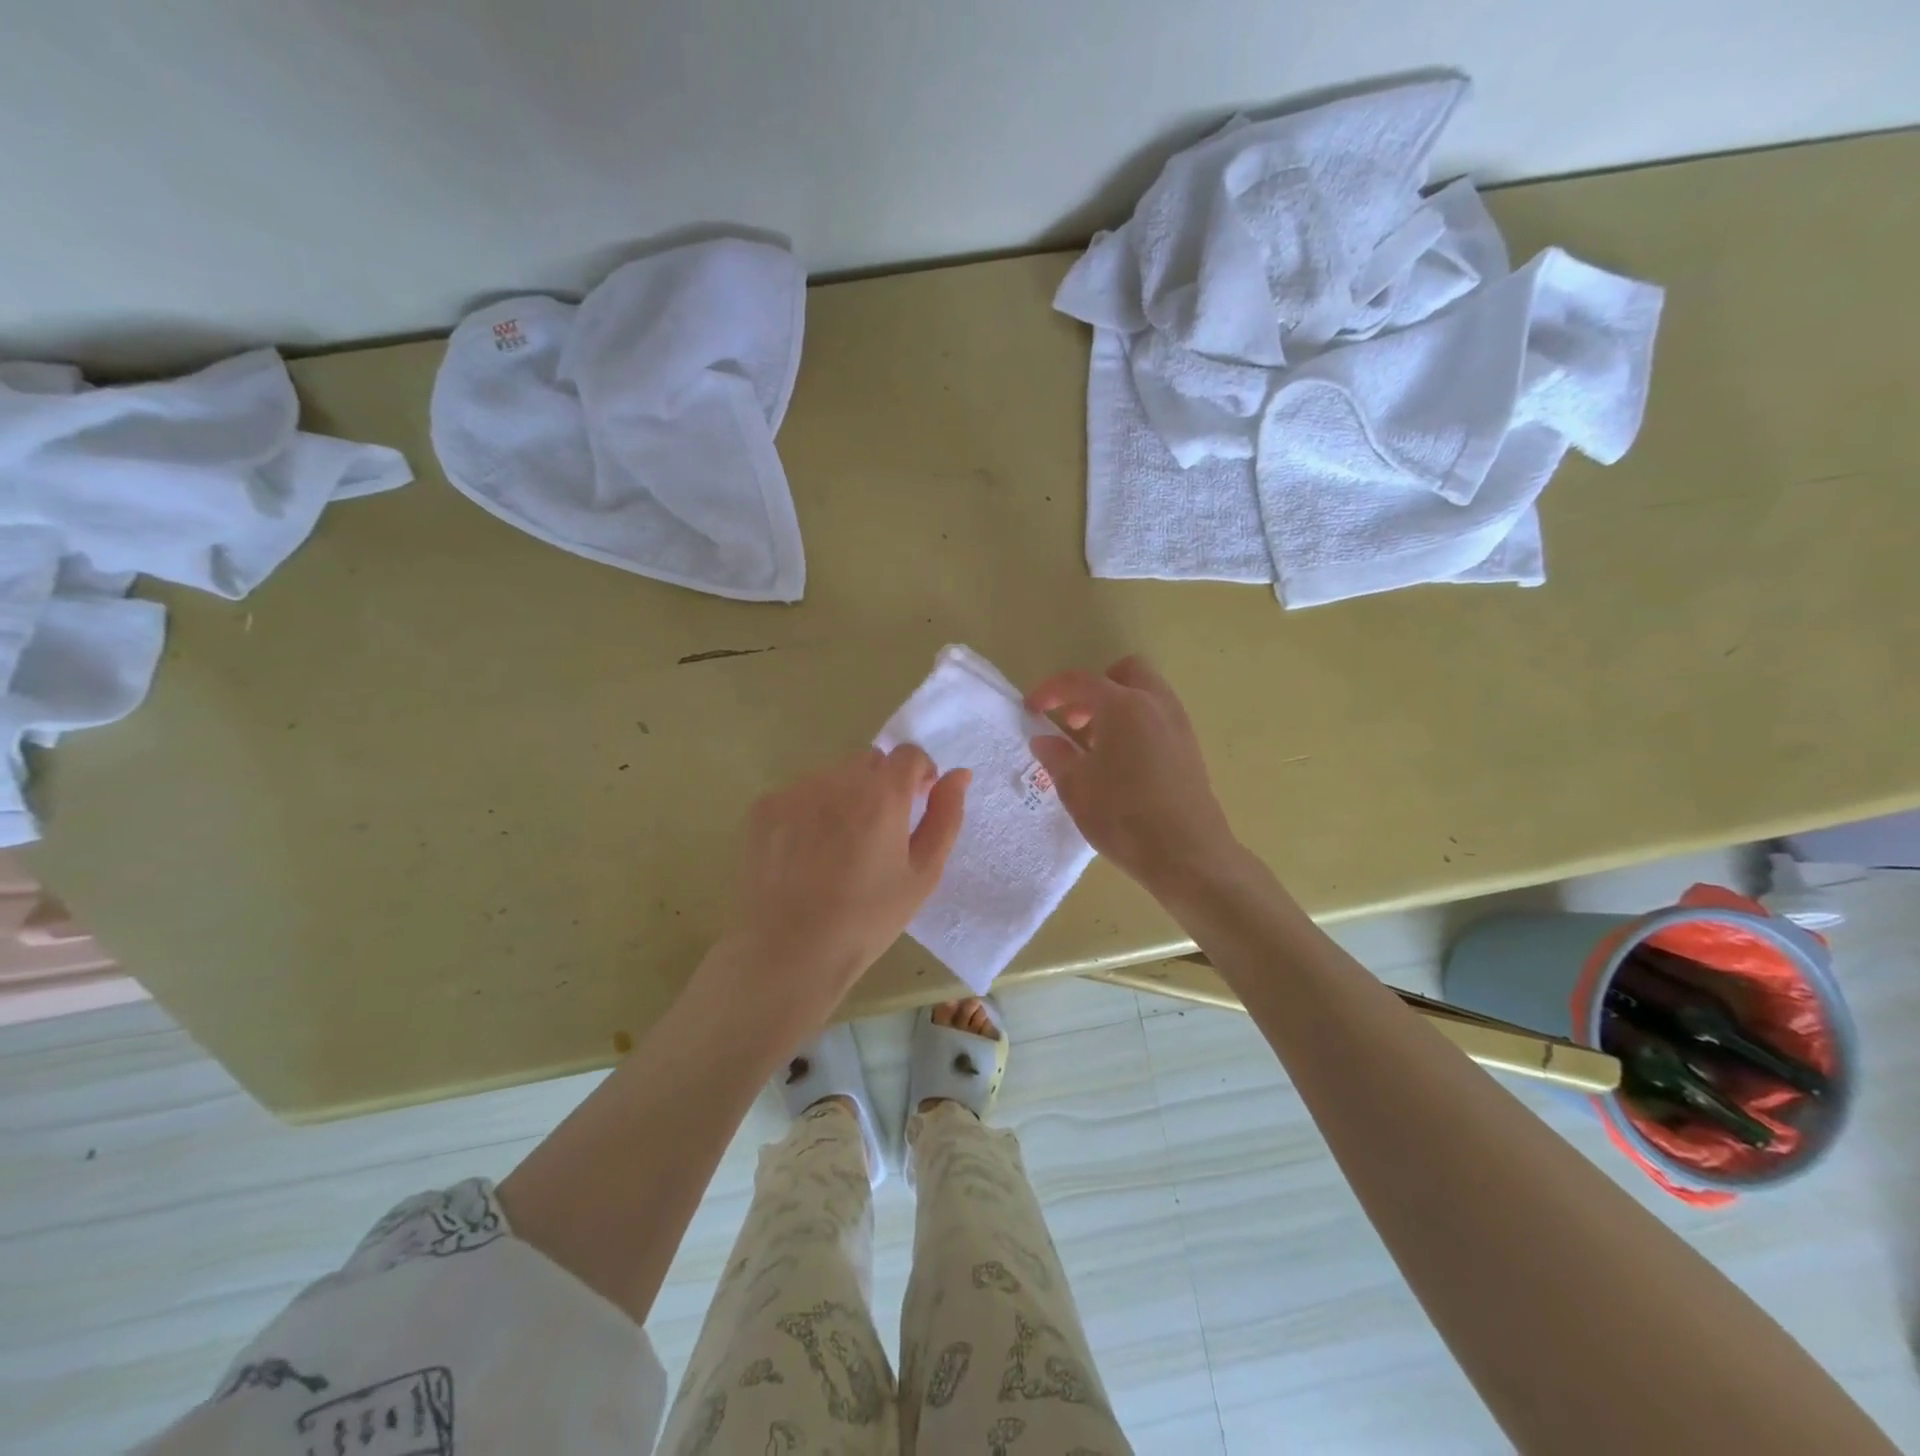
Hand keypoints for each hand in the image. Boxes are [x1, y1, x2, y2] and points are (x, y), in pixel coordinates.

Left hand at [716, 745, 969, 1028]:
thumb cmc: (868, 919)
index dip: (918, 774)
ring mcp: (796, 791)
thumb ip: (945, 816)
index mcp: (882, 795)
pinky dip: (810, 810)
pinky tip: (806, 852)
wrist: (791, 952)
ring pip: (832, 775)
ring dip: (844, 795)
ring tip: (838, 847)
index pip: (908, 753)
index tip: (915, 804)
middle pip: (869, 761)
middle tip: (877, 832)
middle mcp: (837, 780)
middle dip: (881, 784)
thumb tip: (958, 775)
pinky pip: (799, 793)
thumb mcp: (923, 874)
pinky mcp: (764, 807)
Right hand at [1026, 656, 1238, 896]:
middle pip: (1125, 673)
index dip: (1050, 690)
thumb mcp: (1076, 788)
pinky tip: (1121, 763)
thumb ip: (1056, 756)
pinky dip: (1136, 724)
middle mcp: (1155, 705)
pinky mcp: (1190, 748)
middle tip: (1073, 721)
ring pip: (1146, 694)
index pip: (1080, 681)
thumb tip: (1044, 740)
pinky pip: (1159, 718)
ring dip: (1117, 707)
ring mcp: (1178, 725)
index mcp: (1123, 706)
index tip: (1032, 709)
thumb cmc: (1123, 817)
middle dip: (1094, 689)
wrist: (1187, 855)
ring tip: (1094, 746)